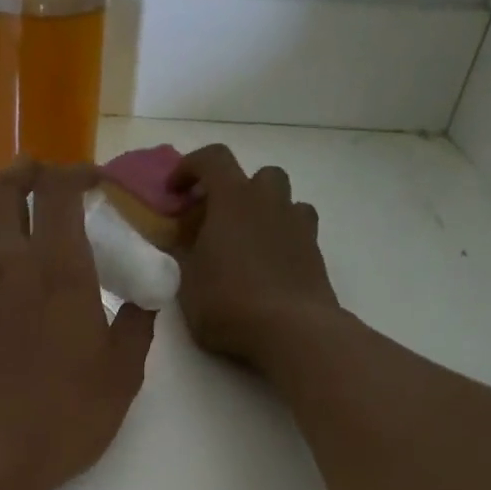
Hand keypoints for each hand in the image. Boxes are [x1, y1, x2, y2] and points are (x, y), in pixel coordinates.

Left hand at [0, 161, 154, 489]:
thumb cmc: (62, 419)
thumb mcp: (120, 378)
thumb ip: (136, 329)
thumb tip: (142, 302)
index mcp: (57, 272)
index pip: (57, 190)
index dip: (77, 172)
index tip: (98, 183)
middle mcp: (8, 271)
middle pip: (1, 191)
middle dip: (26, 171)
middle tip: (52, 180)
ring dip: (21, 236)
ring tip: (57, 274)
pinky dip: (9, 283)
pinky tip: (30, 325)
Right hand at [170, 144, 339, 369]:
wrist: (292, 330)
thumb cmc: (229, 303)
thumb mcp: (188, 284)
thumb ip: (183, 255)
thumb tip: (182, 242)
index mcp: (233, 200)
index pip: (212, 159)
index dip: (190, 167)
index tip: (175, 191)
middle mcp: (269, 201)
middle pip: (257, 175)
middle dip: (236, 190)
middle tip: (217, 219)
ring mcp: (298, 225)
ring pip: (283, 200)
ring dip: (264, 211)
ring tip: (247, 241)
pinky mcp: (315, 252)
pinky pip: (298, 230)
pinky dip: (282, 237)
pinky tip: (269, 264)